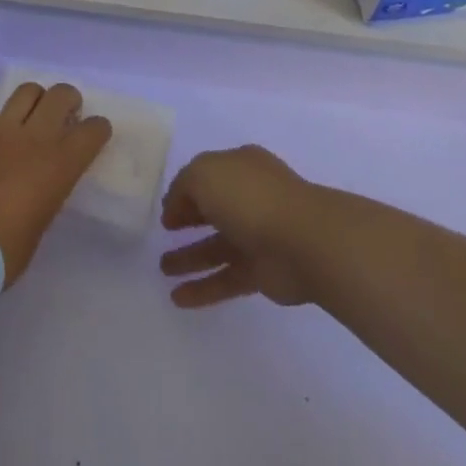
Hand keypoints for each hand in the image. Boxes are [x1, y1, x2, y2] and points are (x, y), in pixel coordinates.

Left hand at [0, 82, 110, 285]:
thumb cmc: (0, 253)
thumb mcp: (38, 226)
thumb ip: (44, 195)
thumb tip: (38, 186)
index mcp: (59, 166)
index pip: (92, 131)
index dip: (97, 129)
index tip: (94, 133)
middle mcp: (33, 138)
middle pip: (60, 95)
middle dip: (68, 100)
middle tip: (65, 113)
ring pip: (26, 92)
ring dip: (35, 101)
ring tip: (30, 117)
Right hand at [160, 145, 320, 307]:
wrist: (303, 241)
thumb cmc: (251, 197)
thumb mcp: (203, 174)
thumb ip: (183, 187)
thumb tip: (175, 208)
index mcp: (240, 167)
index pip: (206, 176)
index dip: (184, 192)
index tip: (165, 211)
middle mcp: (249, 198)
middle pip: (212, 210)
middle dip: (187, 221)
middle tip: (162, 236)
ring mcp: (257, 236)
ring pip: (216, 247)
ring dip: (189, 258)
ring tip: (163, 270)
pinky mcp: (262, 272)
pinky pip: (226, 278)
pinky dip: (203, 288)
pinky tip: (178, 298)